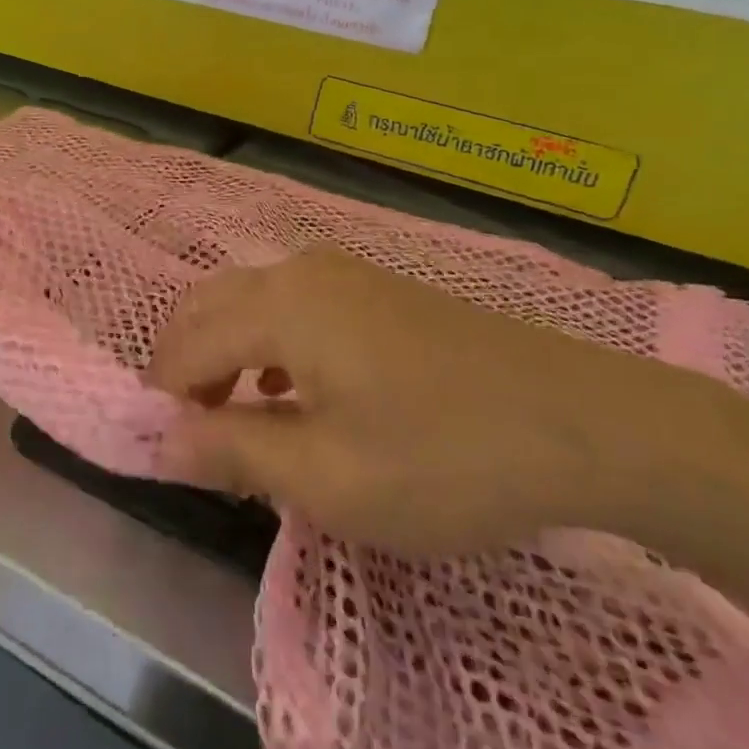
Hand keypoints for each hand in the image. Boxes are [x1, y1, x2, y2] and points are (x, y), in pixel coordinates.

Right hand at [144, 248, 667, 555]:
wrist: (588, 424)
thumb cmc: (445, 457)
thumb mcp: (328, 477)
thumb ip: (232, 453)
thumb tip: (159, 442)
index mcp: (279, 305)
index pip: (187, 346)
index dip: (166, 399)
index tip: (169, 455)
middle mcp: (299, 271)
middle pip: (208, 307)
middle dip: (186, 367)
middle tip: (195, 434)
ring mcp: (342, 272)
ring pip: (248, 302)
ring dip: (225, 354)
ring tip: (237, 419)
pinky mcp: (375, 288)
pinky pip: (290, 305)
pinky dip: (266, 344)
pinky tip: (292, 392)